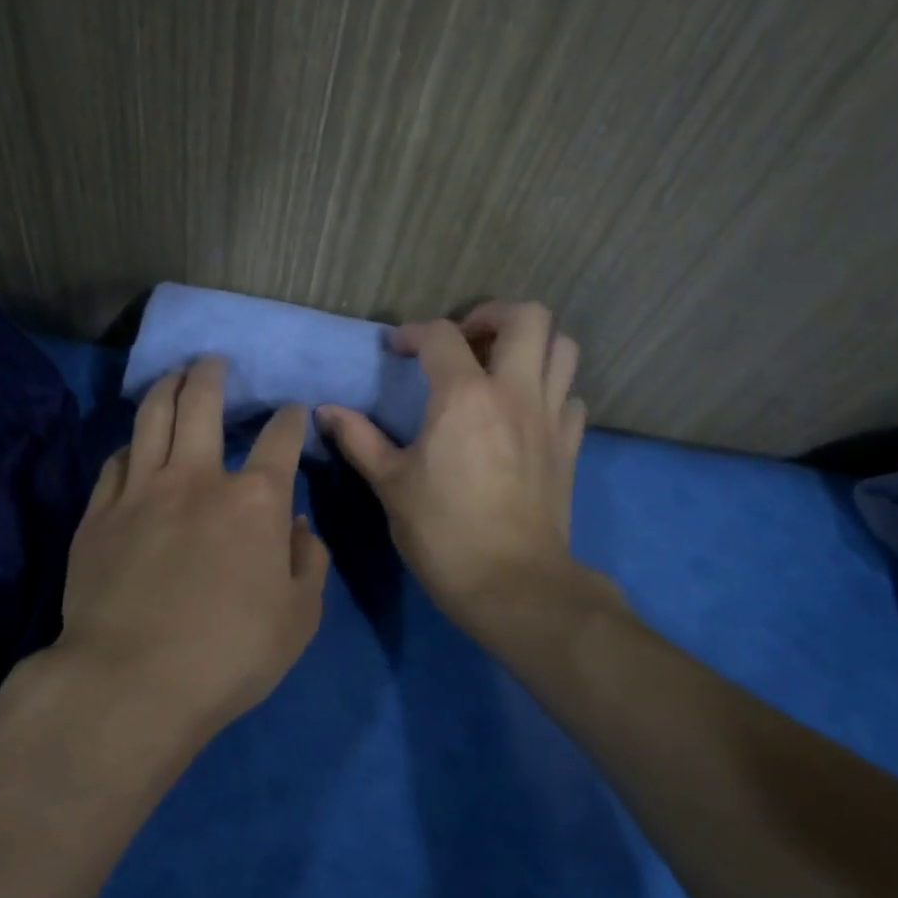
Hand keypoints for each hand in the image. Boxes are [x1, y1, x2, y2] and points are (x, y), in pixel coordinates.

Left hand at [54, 357, 328, 734]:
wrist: (131, 682)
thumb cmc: (229, 654)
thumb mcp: (299, 618)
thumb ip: (309, 563)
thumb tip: (300, 526)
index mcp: (254, 501)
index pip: (280, 439)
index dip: (291, 419)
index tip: (294, 412)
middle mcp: (196, 478)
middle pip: (201, 404)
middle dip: (212, 375)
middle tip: (213, 362)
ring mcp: (140, 491)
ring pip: (150, 418)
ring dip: (166, 388)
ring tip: (174, 375)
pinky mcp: (98, 514)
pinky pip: (115, 462)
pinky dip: (130, 445)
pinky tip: (134, 445)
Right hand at [319, 301, 587, 637]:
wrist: (511, 583)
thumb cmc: (442, 532)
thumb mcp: (390, 484)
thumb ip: (359, 439)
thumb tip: (326, 411)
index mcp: (464, 396)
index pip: (442, 335)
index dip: (414, 333)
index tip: (398, 349)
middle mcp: (515, 393)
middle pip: (528, 317)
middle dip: (493, 315)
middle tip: (465, 340)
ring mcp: (551, 417)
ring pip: (562, 348)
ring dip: (531, 345)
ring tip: (499, 366)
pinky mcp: (570, 445)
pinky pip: (570, 395)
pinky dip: (550, 389)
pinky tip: (525, 411)